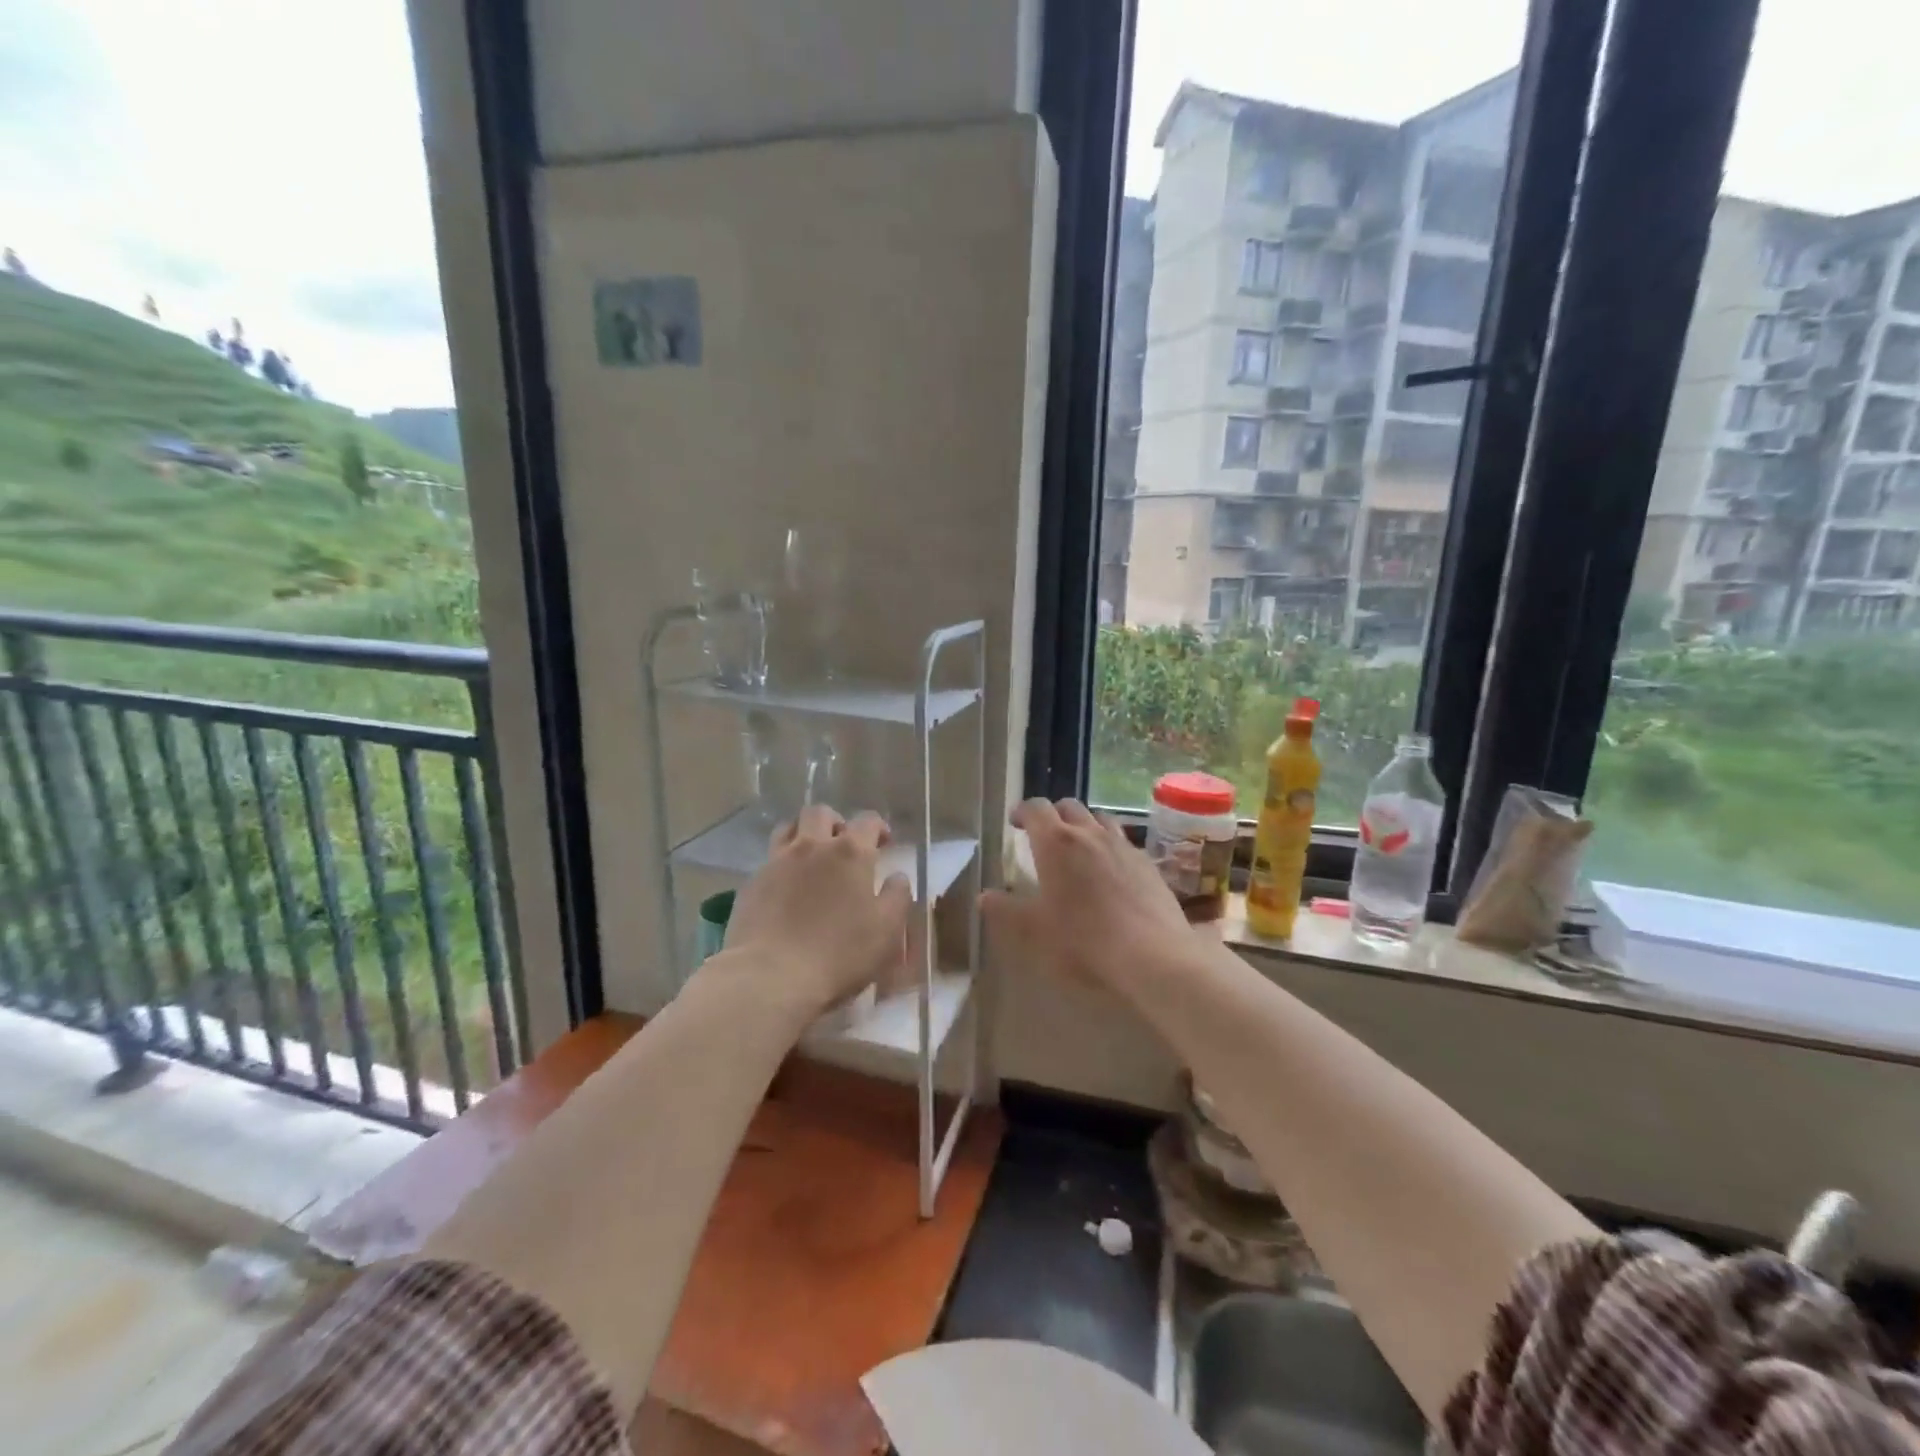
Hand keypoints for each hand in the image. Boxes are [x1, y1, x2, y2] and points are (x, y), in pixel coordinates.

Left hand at [712, 805, 912, 1018]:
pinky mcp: (752, 883)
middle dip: (836, 822)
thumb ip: (897, 897)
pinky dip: (782, 863)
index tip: (884, 843)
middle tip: (843, 844)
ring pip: (789, 828)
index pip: (868, 821)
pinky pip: (769, 859)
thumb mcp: (886, 931)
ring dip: (804, 834)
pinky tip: (786, 887)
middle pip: (821, 814)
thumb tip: (897, 876)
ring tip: (811, 856)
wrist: (770, 976)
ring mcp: (777, 861)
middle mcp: (812, 846)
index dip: (878, 828)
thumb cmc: (838, 954)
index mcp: (850, 853)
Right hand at [982, 798, 1199, 997]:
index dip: (1022, 811)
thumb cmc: (1084, 942)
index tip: (1015, 823)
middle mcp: (1090, 834)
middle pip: (1069, 806)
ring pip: (1100, 819)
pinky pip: (1124, 842)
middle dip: (1053, 815)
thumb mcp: (1033, 932)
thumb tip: (985, 896)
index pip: (1035, 808)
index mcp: (1056, 843)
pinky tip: (1111, 873)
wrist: (1154, 959)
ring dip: (1084, 826)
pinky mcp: (1149, 864)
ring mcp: (1124, 846)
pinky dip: (1110, 847)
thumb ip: (1005, 910)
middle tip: (1043, 836)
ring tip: (1078, 848)